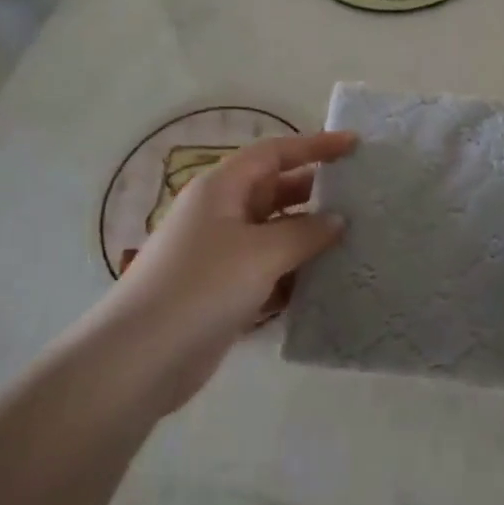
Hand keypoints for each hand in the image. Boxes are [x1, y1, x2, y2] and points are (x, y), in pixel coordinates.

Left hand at [104, 131, 355, 413]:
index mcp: (223, 188)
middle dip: (317, 193)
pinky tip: (327, 284)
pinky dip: (296, 273)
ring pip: (276, 233)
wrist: (140, 359)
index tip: (355, 146)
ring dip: (310, 237)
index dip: (315, 145)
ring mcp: (221, 253)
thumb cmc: (201, 287)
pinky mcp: (224, 290)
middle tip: (363, 199)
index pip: (275, 152)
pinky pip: (270, 269)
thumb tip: (337, 220)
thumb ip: (305, 232)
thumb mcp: (261, 253)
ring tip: (356, 242)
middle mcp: (222, 213)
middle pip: (277, 190)